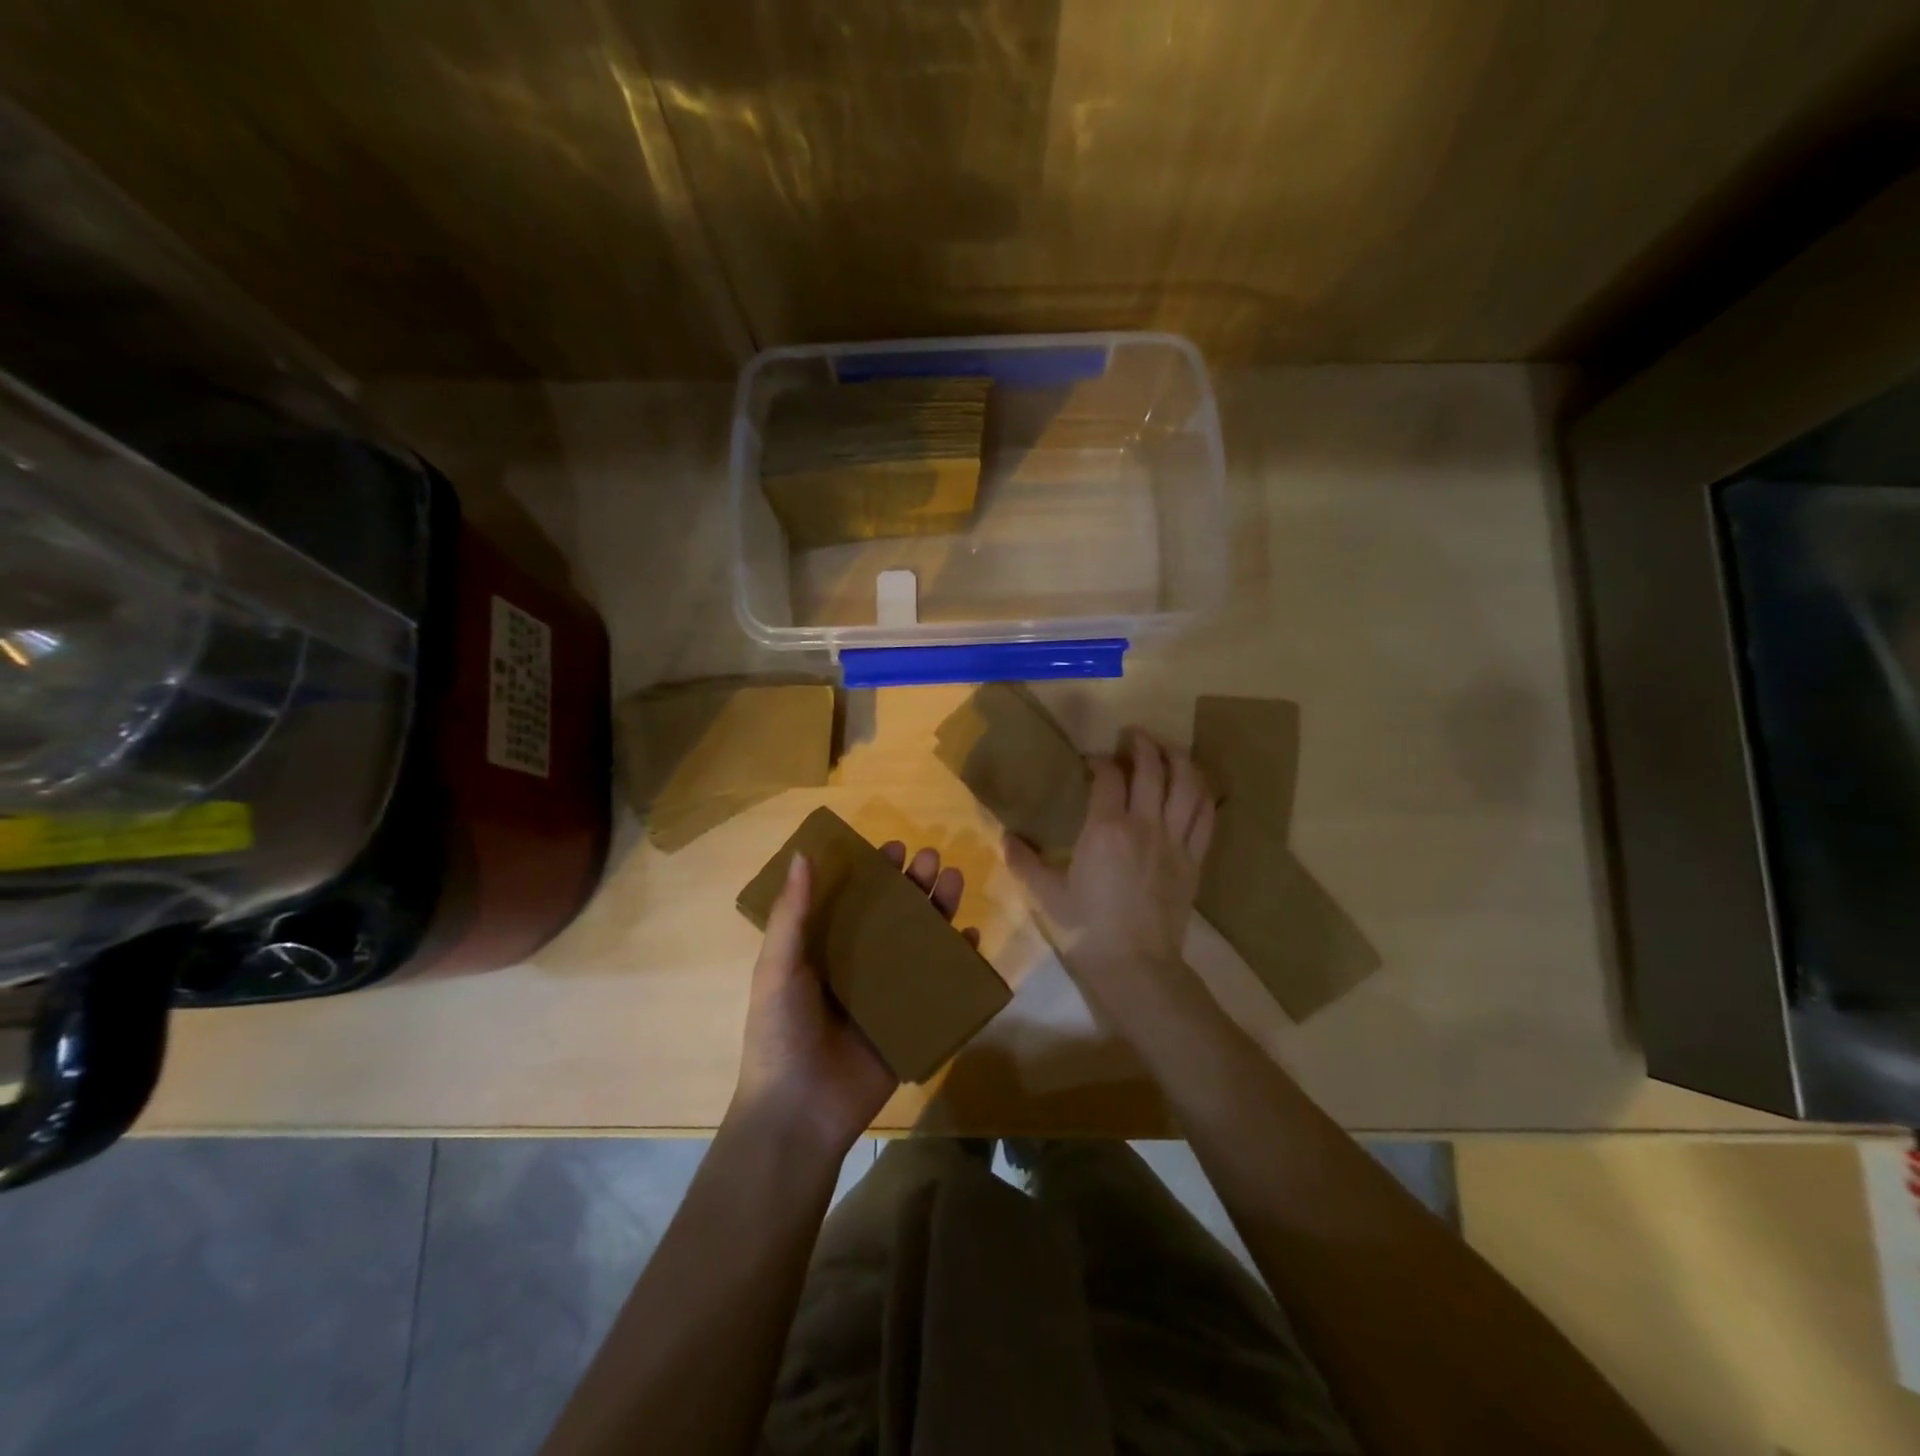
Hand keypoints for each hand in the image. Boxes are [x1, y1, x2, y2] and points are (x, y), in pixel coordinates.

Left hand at [733, 840, 976, 1153]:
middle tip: (931, 858)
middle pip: (894, 916)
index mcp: (825, 951)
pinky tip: (971, 938)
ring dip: (939, 911)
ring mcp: (888, 996)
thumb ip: (792, 914)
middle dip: (913, 885)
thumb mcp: (777, 967)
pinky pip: (941, 987)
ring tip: (954, 880)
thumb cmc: (780, 1033)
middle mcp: (860, 967)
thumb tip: (802, 854)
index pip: (855, 901)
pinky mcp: (912, 1024)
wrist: (799, 1113)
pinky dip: (958, 962)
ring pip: (921, 944)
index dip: (874, 873)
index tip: (893, 848)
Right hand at [1005, 727, 1213, 1018]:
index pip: (1109, 776)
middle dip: (1144, 744)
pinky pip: (1206, 815)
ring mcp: (1175, 840)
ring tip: (1169, 750)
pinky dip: (1203, 793)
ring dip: (1180, 759)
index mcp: (1106, 829)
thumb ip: (1025, 861)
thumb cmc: (1088, 928)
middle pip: (1153, 768)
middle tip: (1134, 734)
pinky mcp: (1194, 859)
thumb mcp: (1047, 894)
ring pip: (1188, 784)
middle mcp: (1144, 824)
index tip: (1092, 760)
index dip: (1101, 760)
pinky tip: (1196, 786)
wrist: (1136, 965)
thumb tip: (1006, 837)